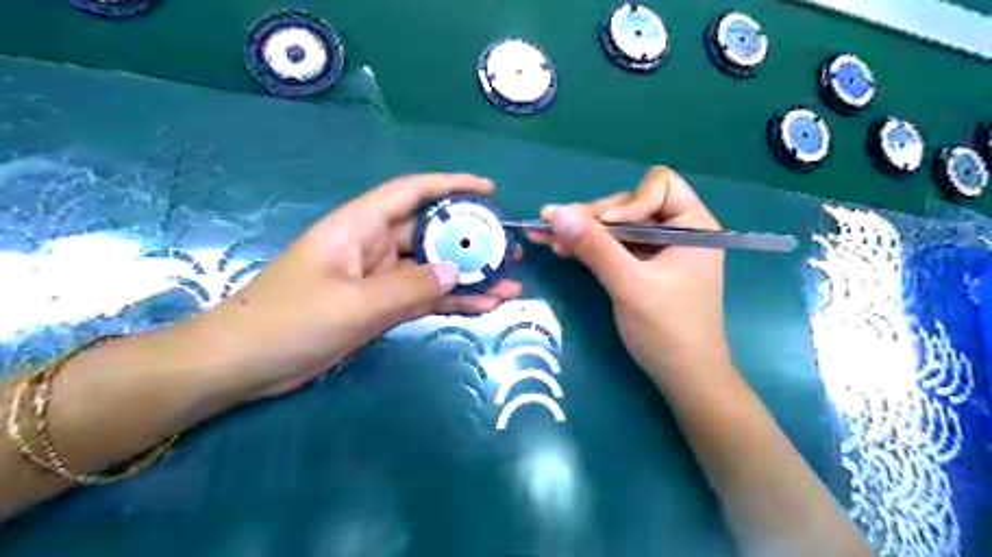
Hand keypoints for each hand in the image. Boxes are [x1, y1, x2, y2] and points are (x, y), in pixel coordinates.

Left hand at [183, 177, 522, 397]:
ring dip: (469, 277)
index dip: (451, 185)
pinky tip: (484, 307)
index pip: (411, 192)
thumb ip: (409, 287)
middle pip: (431, 233)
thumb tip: (456, 272)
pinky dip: (451, 301)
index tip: (489, 190)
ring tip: (510, 284)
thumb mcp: (353, 304)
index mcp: (359, 227)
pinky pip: (424, 297)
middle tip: (510, 249)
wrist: (243, 364)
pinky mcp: (380, 306)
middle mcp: (373, 246)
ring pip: (432, 270)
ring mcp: (379, 279)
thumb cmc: (289, 320)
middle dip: (472, 240)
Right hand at [527, 167, 726, 379]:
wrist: (684, 379)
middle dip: (593, 218)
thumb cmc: (668, 330)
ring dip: (584, 232)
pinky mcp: (644, 267)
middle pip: (630, 205)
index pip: (659, 186)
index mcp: (694, 226)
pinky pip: (614, 246)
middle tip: (553, 227)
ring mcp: (659, 250)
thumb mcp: (629, 285)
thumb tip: (554, 212)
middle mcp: (678, 231)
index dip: (628, 203)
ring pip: (617, 226)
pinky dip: (590, 247)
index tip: (605, 230)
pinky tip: (562, 248)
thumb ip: (595, 247)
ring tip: (546, 236)